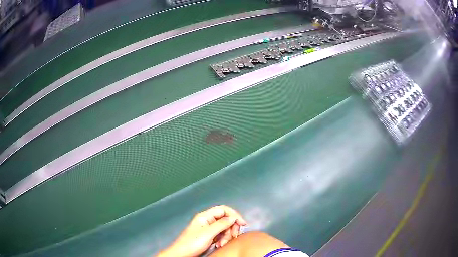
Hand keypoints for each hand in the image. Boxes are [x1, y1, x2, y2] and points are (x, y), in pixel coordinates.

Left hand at [157, 205, 247, 256]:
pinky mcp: (209, 236)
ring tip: (221, 244)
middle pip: (226, 219)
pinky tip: (219, 245)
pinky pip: (221, 235)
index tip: (242, 224)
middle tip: (233, 236)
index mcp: (205, 216)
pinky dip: (222, 239)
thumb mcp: (208, 233)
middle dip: (231, 228)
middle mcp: (207, 220)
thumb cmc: (192, 243)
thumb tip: (233, 218)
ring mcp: (208, 228)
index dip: (234, 215)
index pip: (223, 209)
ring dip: (226, 236)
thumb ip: (221, 224)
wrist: (182, 253)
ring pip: (224, 228)